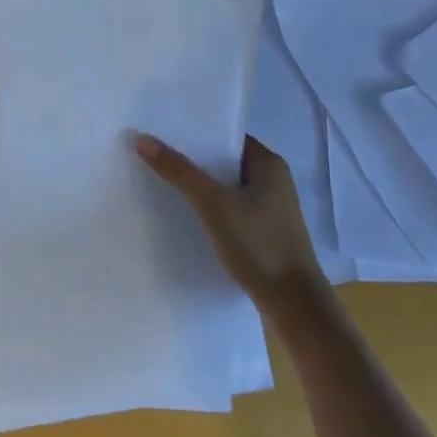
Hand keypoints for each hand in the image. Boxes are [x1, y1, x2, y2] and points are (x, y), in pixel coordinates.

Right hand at [135, 133, 327, 314]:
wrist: (294, 305)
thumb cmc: (259, 244)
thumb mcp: (214, 204)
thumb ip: (179, 171)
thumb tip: (143, 139)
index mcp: (269, 164)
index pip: (226, 136)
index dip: (196, 133)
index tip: (162, 131)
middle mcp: (272, 181)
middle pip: (224, 161)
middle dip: (192, 159)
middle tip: (153, 154)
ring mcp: (269, 209)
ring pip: (226, 187)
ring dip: (199, 186)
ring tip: (161, 181)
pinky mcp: (263, 233)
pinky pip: (230, 209)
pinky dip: (209, 208)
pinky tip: (185, 215)